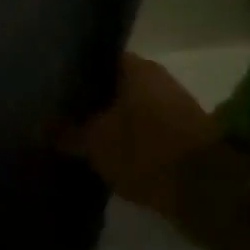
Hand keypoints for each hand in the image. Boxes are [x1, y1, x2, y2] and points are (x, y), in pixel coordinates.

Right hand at [56, 52, 221, 220]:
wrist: (207, 190)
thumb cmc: (145, 151)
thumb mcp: (95, 144)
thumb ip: (67, 133)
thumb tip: (42, 128)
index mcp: (138, 69)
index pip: (99, 59)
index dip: (76, 71)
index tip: (54, 86)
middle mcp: (159, 81)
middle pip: (115, 86)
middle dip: (91, 100)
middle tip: (59, 114)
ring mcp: (174, 109)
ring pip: (130, 111)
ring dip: (109, 123)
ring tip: (76, 136)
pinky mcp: (182, 138)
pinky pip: (144, 133)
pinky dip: (126, 142)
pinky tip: (104, 154)